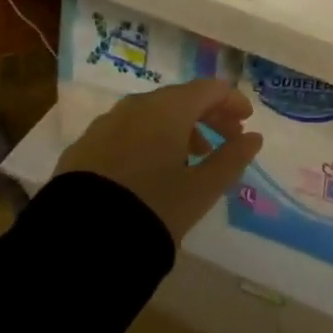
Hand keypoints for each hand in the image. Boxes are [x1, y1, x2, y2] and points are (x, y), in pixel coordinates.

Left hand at [54, 79, 263, 241]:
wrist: (79, 242)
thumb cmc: (153, 207)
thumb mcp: (202, 189)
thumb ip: (233, 158)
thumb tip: (253, 137)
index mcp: (169, 108)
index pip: (210, 89)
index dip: (232, 101)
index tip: (246, 122)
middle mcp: (136, 106)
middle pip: (180, 98)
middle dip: (207, 116)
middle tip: (225, 140)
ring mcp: (106, 124)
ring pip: (151, 115)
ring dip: (177, 129)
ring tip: (190, 160)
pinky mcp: (83, 147)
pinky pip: (126, 132)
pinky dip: (147, 140)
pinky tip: (150, 170)